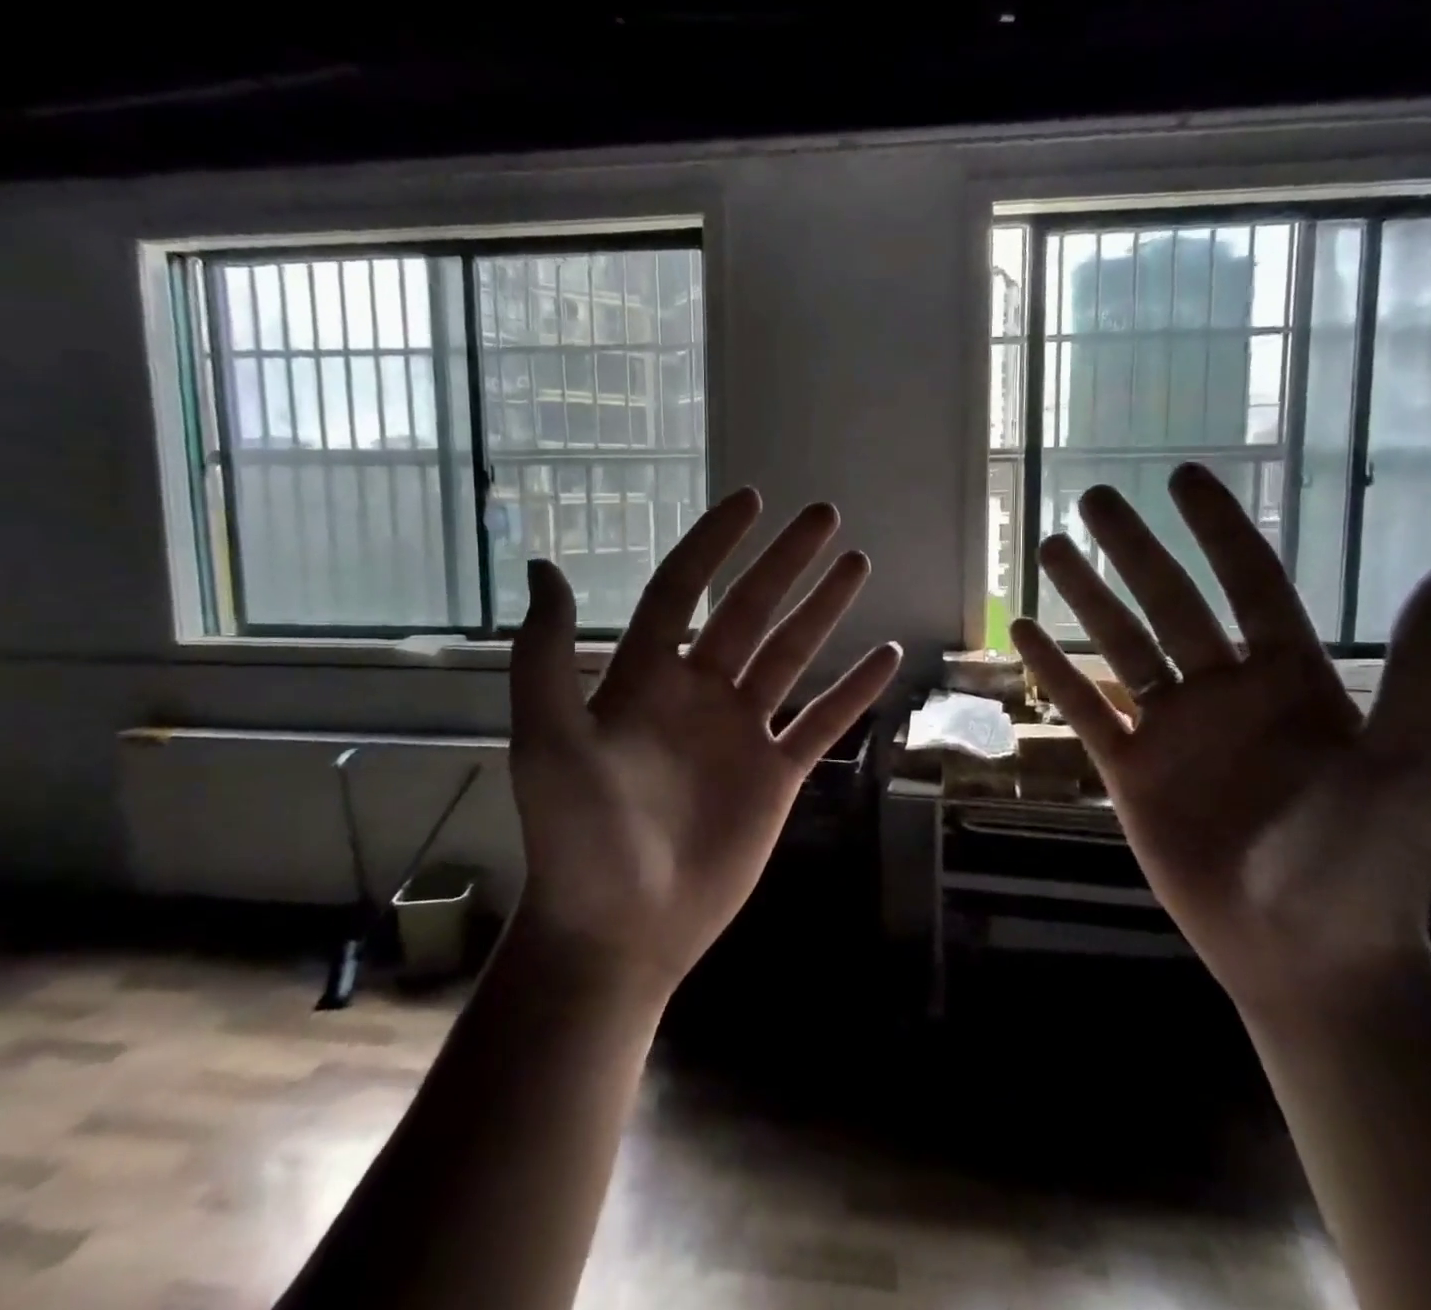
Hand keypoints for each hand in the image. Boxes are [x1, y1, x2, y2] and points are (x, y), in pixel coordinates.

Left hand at [508, 489, 901, 996]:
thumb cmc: (578, 837)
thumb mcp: (548, 741)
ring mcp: (741, 733)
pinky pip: (821, 722)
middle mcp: (698, 693)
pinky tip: (885, 656)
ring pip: (791, 655)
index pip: (682, 591)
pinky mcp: (776, 775)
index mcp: (645, 678)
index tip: (750, 501)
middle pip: (749, 611)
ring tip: (857, 564)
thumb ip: (545, 657)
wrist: (620, 930)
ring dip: (824, 610)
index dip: (713, 544)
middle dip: (785, 562)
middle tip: (824, 516)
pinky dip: (852, 691)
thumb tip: (545, 566)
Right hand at [1009, 464, 1430, 1014]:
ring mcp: (1171, 729)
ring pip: (1119, 646)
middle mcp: (1223, 691)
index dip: (1217, 529)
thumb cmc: (1363, 863)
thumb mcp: (1407, 766)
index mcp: (1287, 679)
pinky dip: (1054, 672)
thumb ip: (1422, 670)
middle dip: (1133, 549)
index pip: (1248, 583)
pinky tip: (1024, 634)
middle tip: (1095, 498)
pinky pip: (1085, 709)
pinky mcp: (1130, 770)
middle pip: (1169, 603)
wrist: (1304, 956)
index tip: (1183, 478)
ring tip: (1052, 549)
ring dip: (1086, 598)